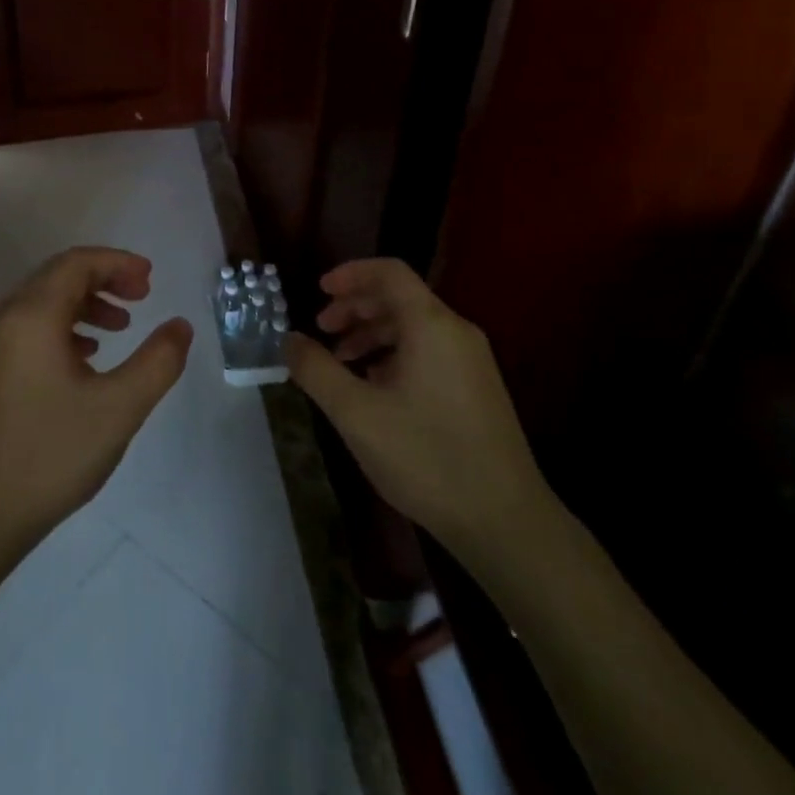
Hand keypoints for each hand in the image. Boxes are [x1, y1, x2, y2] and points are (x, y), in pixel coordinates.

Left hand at [0, 247, 190, 558]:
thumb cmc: (50, 454)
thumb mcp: (118, 408)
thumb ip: (157, 362)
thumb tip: (180, 326)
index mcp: (34, 316)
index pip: (77, 264)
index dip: (117, 263)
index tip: (150, 279)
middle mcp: (7, 319)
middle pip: (58, 277)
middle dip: (103, 279)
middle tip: (142, 297)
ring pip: (43, 304)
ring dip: (85, 305)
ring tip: (120, 327)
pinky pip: (31, 329)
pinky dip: (64, 328)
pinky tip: (86, 359)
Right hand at [284, 258, 553, 566]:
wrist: (505, 522)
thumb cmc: (426, 457)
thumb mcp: (356, 413)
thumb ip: (316, 370)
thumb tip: (289, 339)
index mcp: (431, 325)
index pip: (389, 272)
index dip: (350, 274)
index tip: (318, 291)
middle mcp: (456, 332)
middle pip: (399, 297)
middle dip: (354, 307)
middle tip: (320, 330)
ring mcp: (471, 361)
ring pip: (413, 326)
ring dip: (370, 333)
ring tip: (340, 362)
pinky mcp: (476, 388)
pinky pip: (428, 351)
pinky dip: (393, 355)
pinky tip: (373, 388)